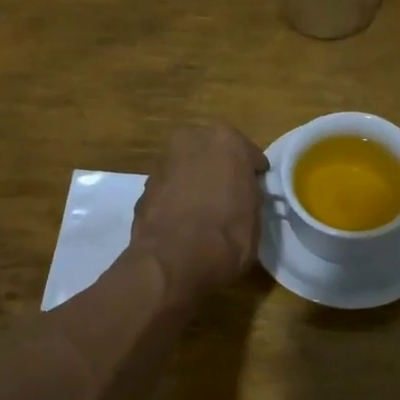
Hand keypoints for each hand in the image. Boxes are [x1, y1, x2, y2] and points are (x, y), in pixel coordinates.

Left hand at [130, 122, 268, 303]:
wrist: (174, 259)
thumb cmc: (227, 235)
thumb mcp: (255, 216)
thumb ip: (248, 195)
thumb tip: (241, 198)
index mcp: (226, 140)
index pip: (248, 154)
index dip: (253, 175)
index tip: (255, 190)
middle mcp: (192, 140)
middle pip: (212, 153)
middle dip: (219, 169)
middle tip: (228, 195)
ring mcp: (164, 162)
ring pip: (187, 167)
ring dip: (194, 181)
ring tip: (203, 211)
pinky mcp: (144, 186)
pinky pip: (170, 188)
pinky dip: (176, 198)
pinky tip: (182, 221)